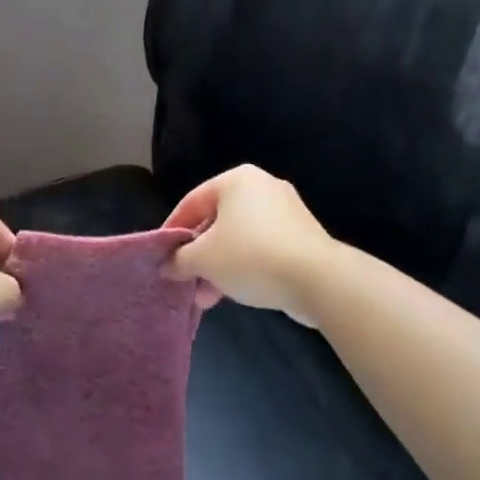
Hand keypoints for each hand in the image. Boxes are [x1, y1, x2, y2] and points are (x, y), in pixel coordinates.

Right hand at [163, 165, 333, 320]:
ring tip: (207, 298)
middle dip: (198, 256)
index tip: (161, 256)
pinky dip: (244, 267)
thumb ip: (179, 260)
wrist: (318, 280)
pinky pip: (261, 249)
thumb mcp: (203, 259)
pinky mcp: (301, 237)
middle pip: (216, 222)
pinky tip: (233, 294)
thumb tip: (167, 265)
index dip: (172, 230)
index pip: (191, 202)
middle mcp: (262, 187)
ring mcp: (286, 212)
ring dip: (219, 268)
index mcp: (236, 180)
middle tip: (186, 281)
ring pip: (238, 239)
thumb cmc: (251, 256)